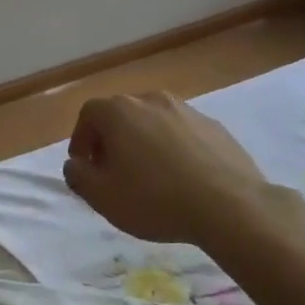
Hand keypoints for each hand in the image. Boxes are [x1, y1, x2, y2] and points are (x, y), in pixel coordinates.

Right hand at [64, 92, 271, 244]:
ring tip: (149, 177)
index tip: (84, 166)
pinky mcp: (214, 126)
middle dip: (111, 141)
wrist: (230, 205)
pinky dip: (173, 149)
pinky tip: (181, 178)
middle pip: (121, 115)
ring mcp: (187, 110)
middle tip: (112, 172)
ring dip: (143, 143)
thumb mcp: (103, 197)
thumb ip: (79, 176)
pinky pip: (182, 133)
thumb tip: (75, 164)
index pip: (88, 114)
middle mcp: (152, 99)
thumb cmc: (155, 199)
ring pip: (153, 122)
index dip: (81, 140)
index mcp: (120, 111)